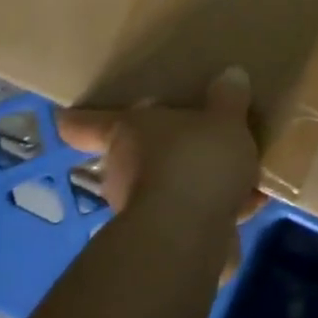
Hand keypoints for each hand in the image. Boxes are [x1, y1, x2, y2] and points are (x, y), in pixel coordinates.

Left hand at [55, 66, 263, 230]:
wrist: (189, 238)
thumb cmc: (196, 161)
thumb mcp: (224, 119)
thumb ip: (228, 99)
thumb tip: (231, 75)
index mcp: (126, 133)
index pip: (87, 124)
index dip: (77, 120)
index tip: (66, 117)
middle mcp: (123, 171)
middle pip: (134, 155)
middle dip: (163, 149)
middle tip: (195, 136)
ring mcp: (141, 210)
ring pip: (168, 186)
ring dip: (194, 181)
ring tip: (236, 171)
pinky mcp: (166, 242)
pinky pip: (193, 215)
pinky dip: (217, 208)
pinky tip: (251, 201)